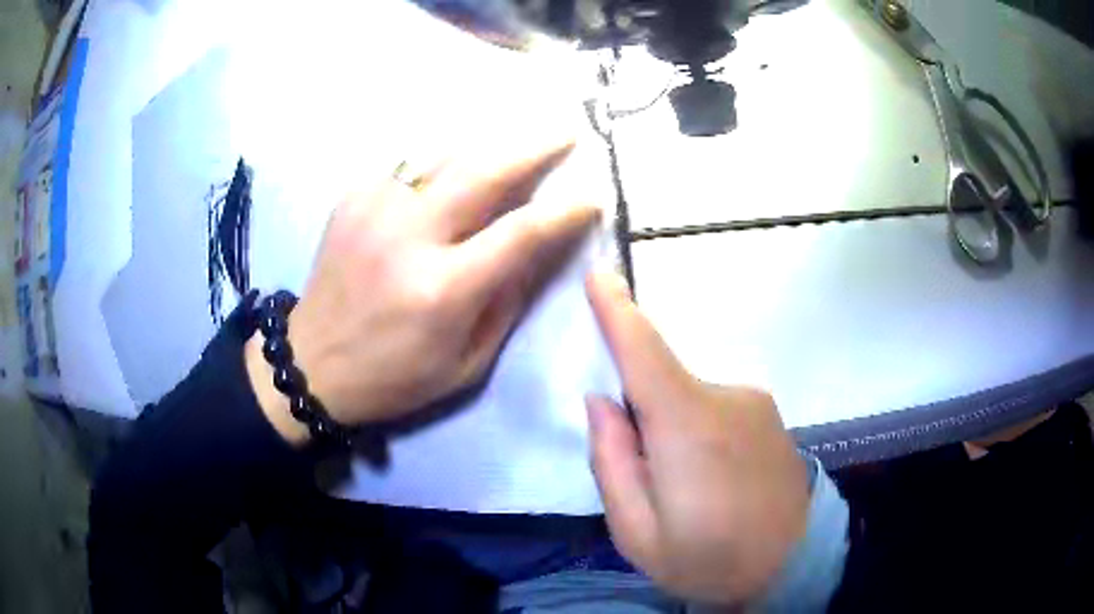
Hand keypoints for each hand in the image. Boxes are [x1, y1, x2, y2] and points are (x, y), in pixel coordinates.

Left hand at [247, 138, 598, 443]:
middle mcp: (408, 236)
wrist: (311, 363)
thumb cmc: (394, 376)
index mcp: (442, 289)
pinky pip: (411, 165)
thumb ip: (507, 302)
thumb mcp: (465, 363)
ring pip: (446, 155)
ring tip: (518, 140)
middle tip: (565, 132)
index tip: (590, 198)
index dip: (563, 211)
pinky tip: (458, 167)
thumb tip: (542, 250)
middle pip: (484, 171)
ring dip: (489, 145)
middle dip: (533, 147)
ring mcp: (375, 208)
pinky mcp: (353, 198)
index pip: (520, 233)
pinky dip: (444, 161)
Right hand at [585, 270, 809, 604]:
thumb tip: (602, 401)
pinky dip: (698, 432)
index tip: (598, 273)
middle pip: (660, 381)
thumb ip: (611, 463)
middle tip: (648, 480)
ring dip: (671, 431)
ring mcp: (755, 402)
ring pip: (687, 399)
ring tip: (689, 491)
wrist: (791, 566)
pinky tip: (715, 480)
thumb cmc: (707, 560)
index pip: (645, 354)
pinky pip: (714, 407)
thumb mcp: (637, 534)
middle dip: (639, 415)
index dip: (618, 311)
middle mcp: (727, 399)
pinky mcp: (770, 412)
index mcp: (689, 429)